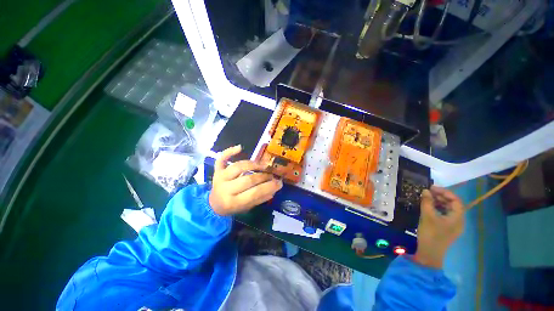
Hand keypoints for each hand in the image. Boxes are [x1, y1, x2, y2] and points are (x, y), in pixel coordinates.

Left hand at [209, 145, 282, 215]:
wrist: (214, 203)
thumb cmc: (232, 206)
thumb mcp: (247, 207)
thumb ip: (260, 198)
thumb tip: (275, 188)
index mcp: (233, 202)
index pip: (254, 193)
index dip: (268, 187)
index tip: (279, 182)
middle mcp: (225, 189)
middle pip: (248, 179)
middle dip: (263, 176)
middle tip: (272, 175)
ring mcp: (220, 177)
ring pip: (238, 167)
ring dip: (253, 164)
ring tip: (263, 166)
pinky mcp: (217, 170)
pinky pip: (222, 159)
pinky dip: (230, 151)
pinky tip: (240, 147)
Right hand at [414, 186, 464, 268]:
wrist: (429, 253)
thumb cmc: (431, 233)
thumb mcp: (427, 216)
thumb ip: (427, 202)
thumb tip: (425, 190)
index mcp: (457, 217)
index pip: (455, 200)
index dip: (445, 192)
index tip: (432, 187)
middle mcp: (458, 221)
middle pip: (453, 204)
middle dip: (441, 196)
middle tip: (428, 191)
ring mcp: (453, 225)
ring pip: (448, 209)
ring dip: (438, 202)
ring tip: (427, 198)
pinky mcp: (446, 229)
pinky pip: (444, 215)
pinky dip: (437, 209)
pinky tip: (428, 207)